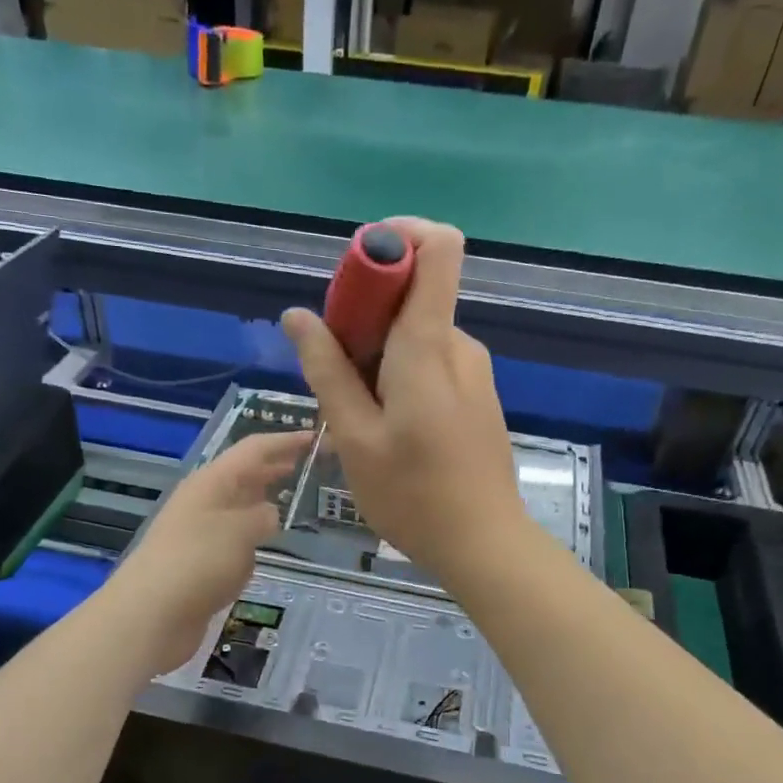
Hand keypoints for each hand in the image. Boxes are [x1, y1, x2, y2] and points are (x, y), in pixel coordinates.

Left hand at [107, 429, 309, 674]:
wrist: (150, 615)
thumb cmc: (198, 562)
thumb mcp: (241, 531)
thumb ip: (263, 517)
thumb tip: (269, 514)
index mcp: (211, 482)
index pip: (253, 450)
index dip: (284, 442)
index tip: (315, 437)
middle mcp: (203, 502)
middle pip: (242, 476)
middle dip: (272, 468)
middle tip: (306, 464)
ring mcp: (198, 533)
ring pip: (237, 509)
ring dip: (260, 503)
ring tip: (290, 503)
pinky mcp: (197, 565)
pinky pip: (231, 542)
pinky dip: (248, 539)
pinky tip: (263, 549)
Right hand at [281, 217, 526, 584]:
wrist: (484, 544)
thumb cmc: (412, 495)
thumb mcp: (355, 437)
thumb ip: (327, 370)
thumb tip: (298, 315)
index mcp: (430, 344)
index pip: (438, 246)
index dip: (395, 238)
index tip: (354, 273)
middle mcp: (459, 345)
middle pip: (414, 293)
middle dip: (366, 314)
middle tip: (336, 371)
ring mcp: (474, 371)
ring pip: (418, 333)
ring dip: (379, 354)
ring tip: (357, 414)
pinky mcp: (477, 396)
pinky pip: (433, 362)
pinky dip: (400, 374)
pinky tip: (387, 428)